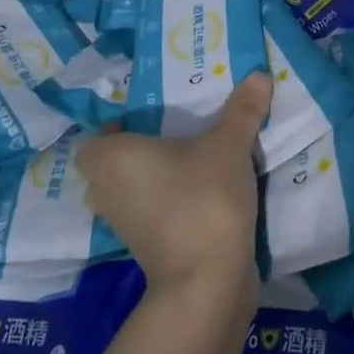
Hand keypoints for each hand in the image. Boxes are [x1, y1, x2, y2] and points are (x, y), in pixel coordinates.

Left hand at [78, 73, 271, 302]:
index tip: (147, 117)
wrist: (207, 279)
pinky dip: (160, 203)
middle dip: (132, 152)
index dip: (114, 128)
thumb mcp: (229, 146)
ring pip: (125, 191)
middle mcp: (106, 189)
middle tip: (170, 134)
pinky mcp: (141, 247)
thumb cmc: (203, 198)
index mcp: (112, 158)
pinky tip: (194, 192)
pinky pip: (143, 213)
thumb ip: (242, 110)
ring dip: (147, 179)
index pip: (94, 138)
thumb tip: (260, 74)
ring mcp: (121, 223)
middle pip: (107, 164)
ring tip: (185, 161)